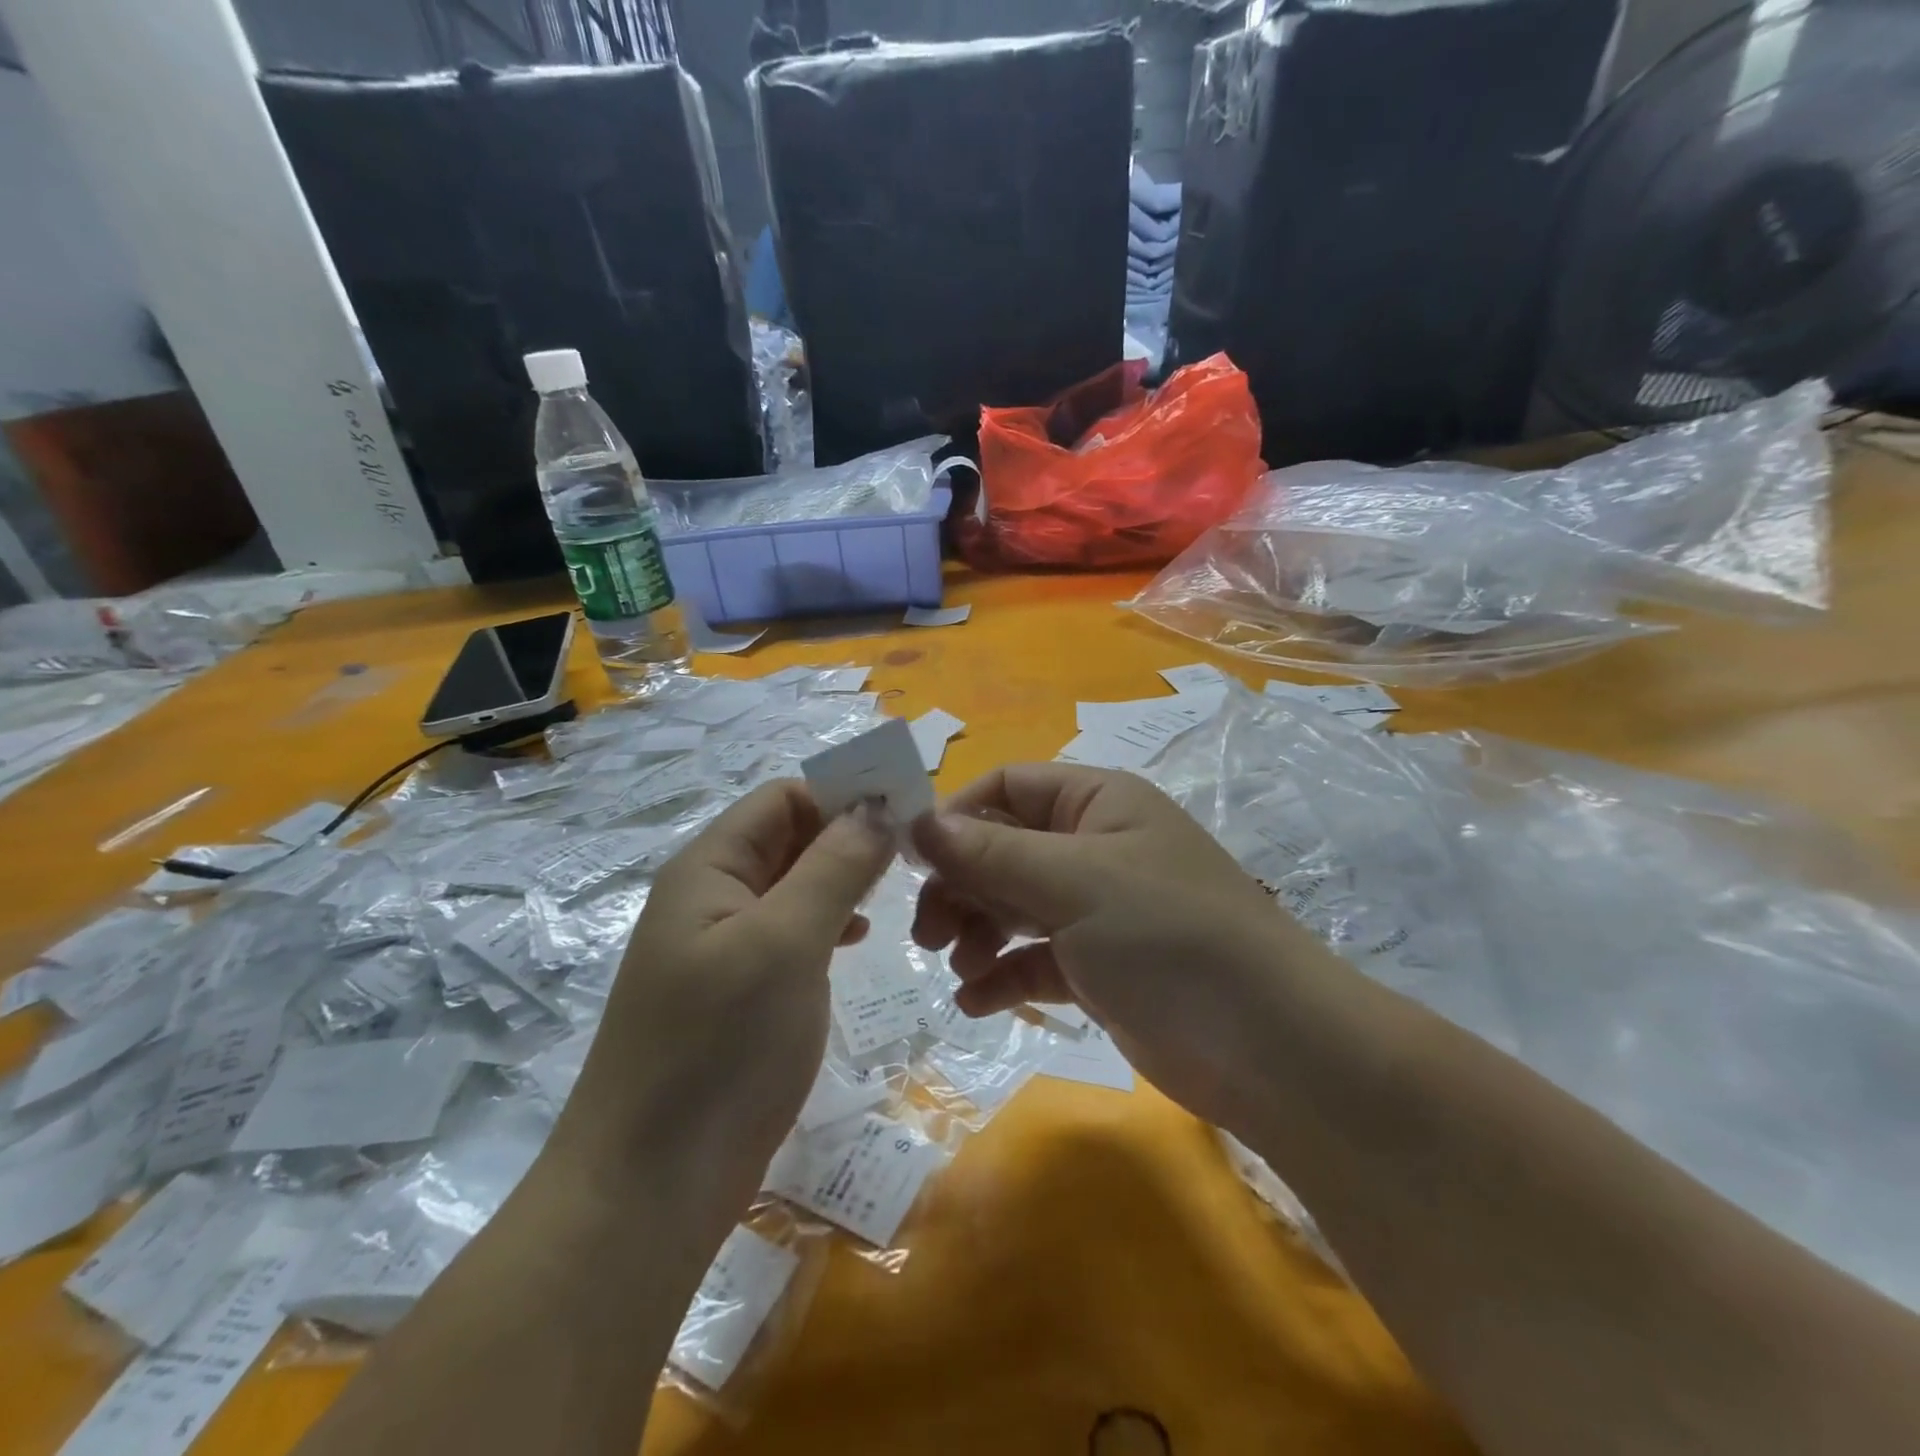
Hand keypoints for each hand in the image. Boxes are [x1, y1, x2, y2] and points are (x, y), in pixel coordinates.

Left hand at [553, 782, 892, 1223]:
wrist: (649, 1191)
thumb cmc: (719, 1049)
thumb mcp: (786, 942)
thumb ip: (835, 866)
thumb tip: (878, 807)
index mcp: (709, 867)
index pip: (784, 798)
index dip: (843, 796)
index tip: (907, 818)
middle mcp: (712, 895)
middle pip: (789, 838)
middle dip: (848, 838)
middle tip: (912, 860)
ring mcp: (722, 946)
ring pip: (793, 886)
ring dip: (842, 881)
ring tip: (891, 899)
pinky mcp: (737, 992)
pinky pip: (789, 932)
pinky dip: (827, 924)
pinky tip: (854, 943)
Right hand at [911, 764, 1330, 1129]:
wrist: (1267, 1047)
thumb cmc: (1167, 936)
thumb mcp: (1073, 882)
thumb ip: (991, 852)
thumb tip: (918, 822)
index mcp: (1097, 803)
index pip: (1008, 785)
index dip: (957, 814)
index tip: (913, 859)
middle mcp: (1094, 847)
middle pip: (1001, 849)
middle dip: (961, 885)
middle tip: (928, 931)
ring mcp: (1096, 910)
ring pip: (1012, 905)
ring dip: (976, 932)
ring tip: (960, 967)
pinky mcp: (1097, 968)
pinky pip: (1032, 959)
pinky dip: (1002, 975)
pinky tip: (975, 1002)